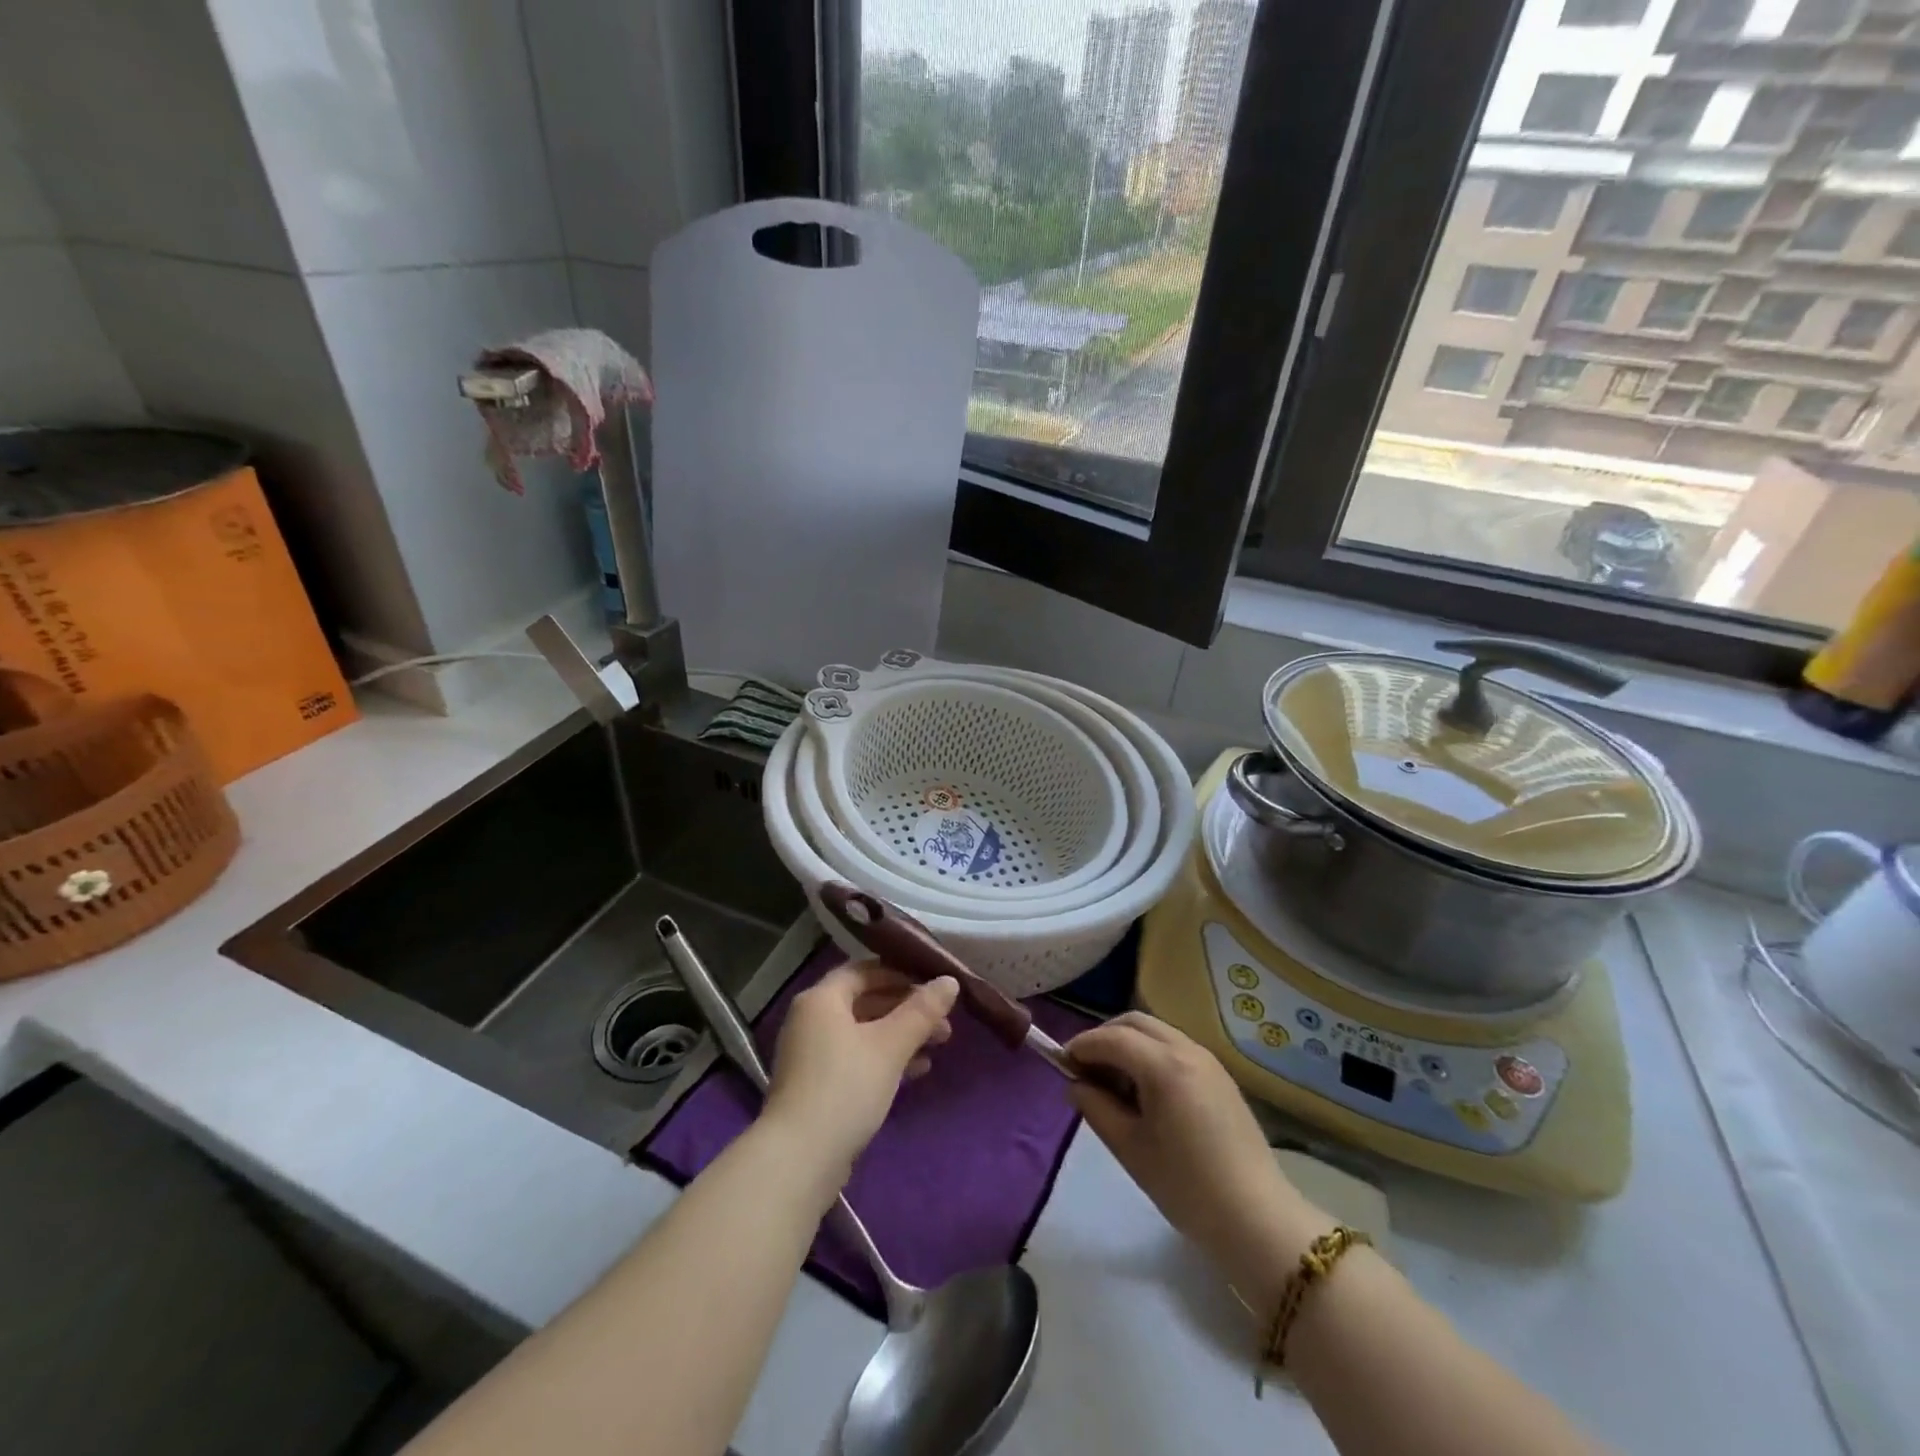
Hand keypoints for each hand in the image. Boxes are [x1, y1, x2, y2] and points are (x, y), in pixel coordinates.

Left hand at [765, 960, 958, 1181]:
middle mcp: (811, 1020)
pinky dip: (884, 1060)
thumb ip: (922, 1011)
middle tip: (944, 1022)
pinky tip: (917, 1072)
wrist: (799, 1159)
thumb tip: (950, 980)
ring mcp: (811, 1056)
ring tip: (939, 1046)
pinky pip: (856, 1060)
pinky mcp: (816, 1088)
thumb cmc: (846, 1087)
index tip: (932, 986)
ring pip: (863, 1033)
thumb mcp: (890, 1045)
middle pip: (865, 1002)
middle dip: (907, 1010)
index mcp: (822, 999)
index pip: (864, 971)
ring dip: (900, 1037)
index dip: (900, 974)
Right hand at [1068, 1013, 1325, 1304]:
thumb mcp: (1129, 1148)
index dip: (1082, 1046)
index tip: (1061, 1063)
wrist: (1257, 1219)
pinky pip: (1175, 1048)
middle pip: (1135, 1022)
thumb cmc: (1186, 1187)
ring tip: (1113, 1083)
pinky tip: (1145, 1091)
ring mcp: (1208, 1060)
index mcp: (1163, 1065)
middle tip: (1085, 1069)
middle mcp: (1187, 1049)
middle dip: (1105, 1037)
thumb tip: (1075, 1084)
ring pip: (1157, 1032)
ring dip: (1129, 1044)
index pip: (1111, 1038)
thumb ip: (1096, 1107)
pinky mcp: (1220, 1076)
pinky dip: (1151, 1054)